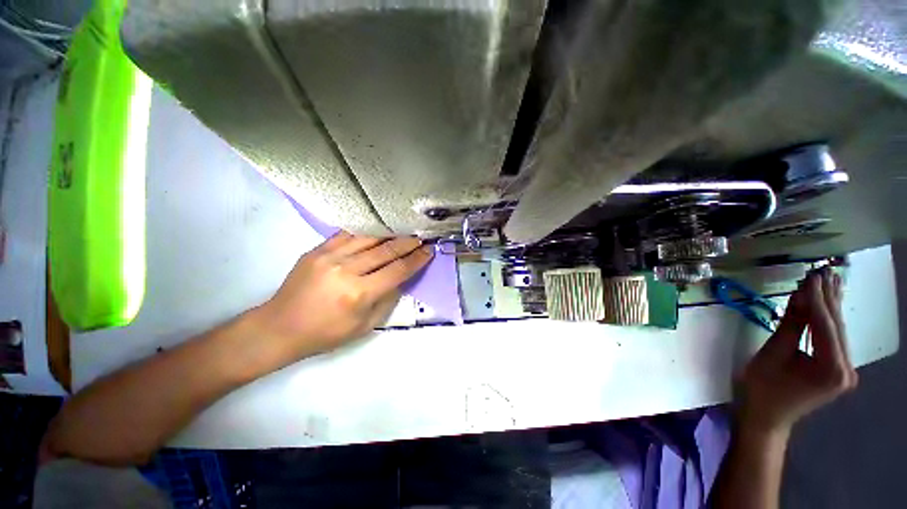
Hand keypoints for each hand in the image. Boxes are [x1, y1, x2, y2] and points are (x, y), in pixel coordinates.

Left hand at [256, 232, 432, 356]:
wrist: (280, 327)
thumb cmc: (326, 334)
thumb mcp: (365, 326)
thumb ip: (387, 299)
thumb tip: (401, 277)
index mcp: (359, 293)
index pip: (398, 270)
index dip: (416, 260)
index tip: (429, 250)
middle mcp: (346, 270)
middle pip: (386, 250)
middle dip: (408, 243)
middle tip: (422, 237)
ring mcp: (329, 256)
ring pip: (369, 238)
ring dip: (391, 234)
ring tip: (405, 231)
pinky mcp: (317, 250)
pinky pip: (348, 234)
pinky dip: (367, 232)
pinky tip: (379, 230)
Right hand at [736, 268, 857, 436]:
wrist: (767, 416)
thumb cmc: (763, 387)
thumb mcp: (773, 354)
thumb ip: (791, 325)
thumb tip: (800, 295)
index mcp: (831, 370)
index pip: (825, 326)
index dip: (817, 298)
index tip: (811, 274)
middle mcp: (847, 369)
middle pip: (836, 327)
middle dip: (828, 297)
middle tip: (821, 270)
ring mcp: (846, 370)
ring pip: (838, 331)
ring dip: (829, 305)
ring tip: (827, 279)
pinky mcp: (840, 369)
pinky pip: (834, 339)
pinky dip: (827, 319)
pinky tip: (827, 302)